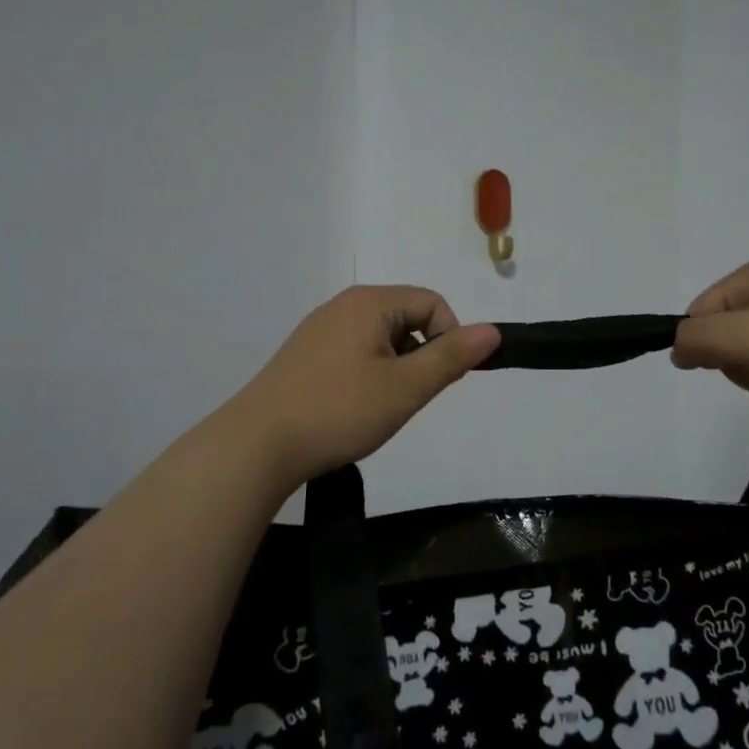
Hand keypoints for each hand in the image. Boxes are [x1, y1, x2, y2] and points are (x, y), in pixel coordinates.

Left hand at [231, 286, 499, 487]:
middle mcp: (342, 305)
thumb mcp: (405, 387)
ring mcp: (318, 329)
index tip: (436, 381)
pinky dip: (366, 375)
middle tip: (406, 398)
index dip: (449, 338)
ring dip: (393, 368)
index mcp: (369, 302)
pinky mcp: (303, 355)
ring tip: (377, 407)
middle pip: (405, 318)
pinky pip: (352, 352)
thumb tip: (492, 331)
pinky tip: (351, 408)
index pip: (432, 303)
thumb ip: (451, 357)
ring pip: (379, 338)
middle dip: (419, 355)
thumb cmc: (339, 411)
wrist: (257, 445)